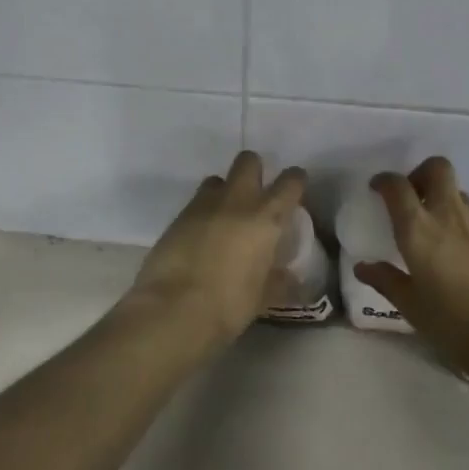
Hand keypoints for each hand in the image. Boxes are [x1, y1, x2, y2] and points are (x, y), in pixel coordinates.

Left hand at [124, 151, 307, 344]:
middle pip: (248, 161)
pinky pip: (196, 202)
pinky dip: (203, 212)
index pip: (289, 182)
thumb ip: (278, 281)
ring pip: (217, 179)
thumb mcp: (262, 297)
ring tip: (225, 216)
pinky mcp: (177, 216)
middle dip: (254, 170)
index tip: (295, 188)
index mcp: (265, 218)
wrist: (173, 308)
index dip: (295, 181)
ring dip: (225, 191)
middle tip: (256, 194)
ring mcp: (203, 205)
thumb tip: (289, 277)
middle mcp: (236, 200)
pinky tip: (201, 236)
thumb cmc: (228, 305)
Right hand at [353, 156, 468, 361]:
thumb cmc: (453, 325)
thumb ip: (385, 280)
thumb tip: (364, 267)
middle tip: (415, 199)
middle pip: (437, 169)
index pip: (396, 185)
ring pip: (461, 196)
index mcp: (418, 229)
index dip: (384, 181)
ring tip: (445, 237)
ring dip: (448, 205)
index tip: (379, 190)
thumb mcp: (410, 306)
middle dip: (422, 174)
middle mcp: (450, 215)